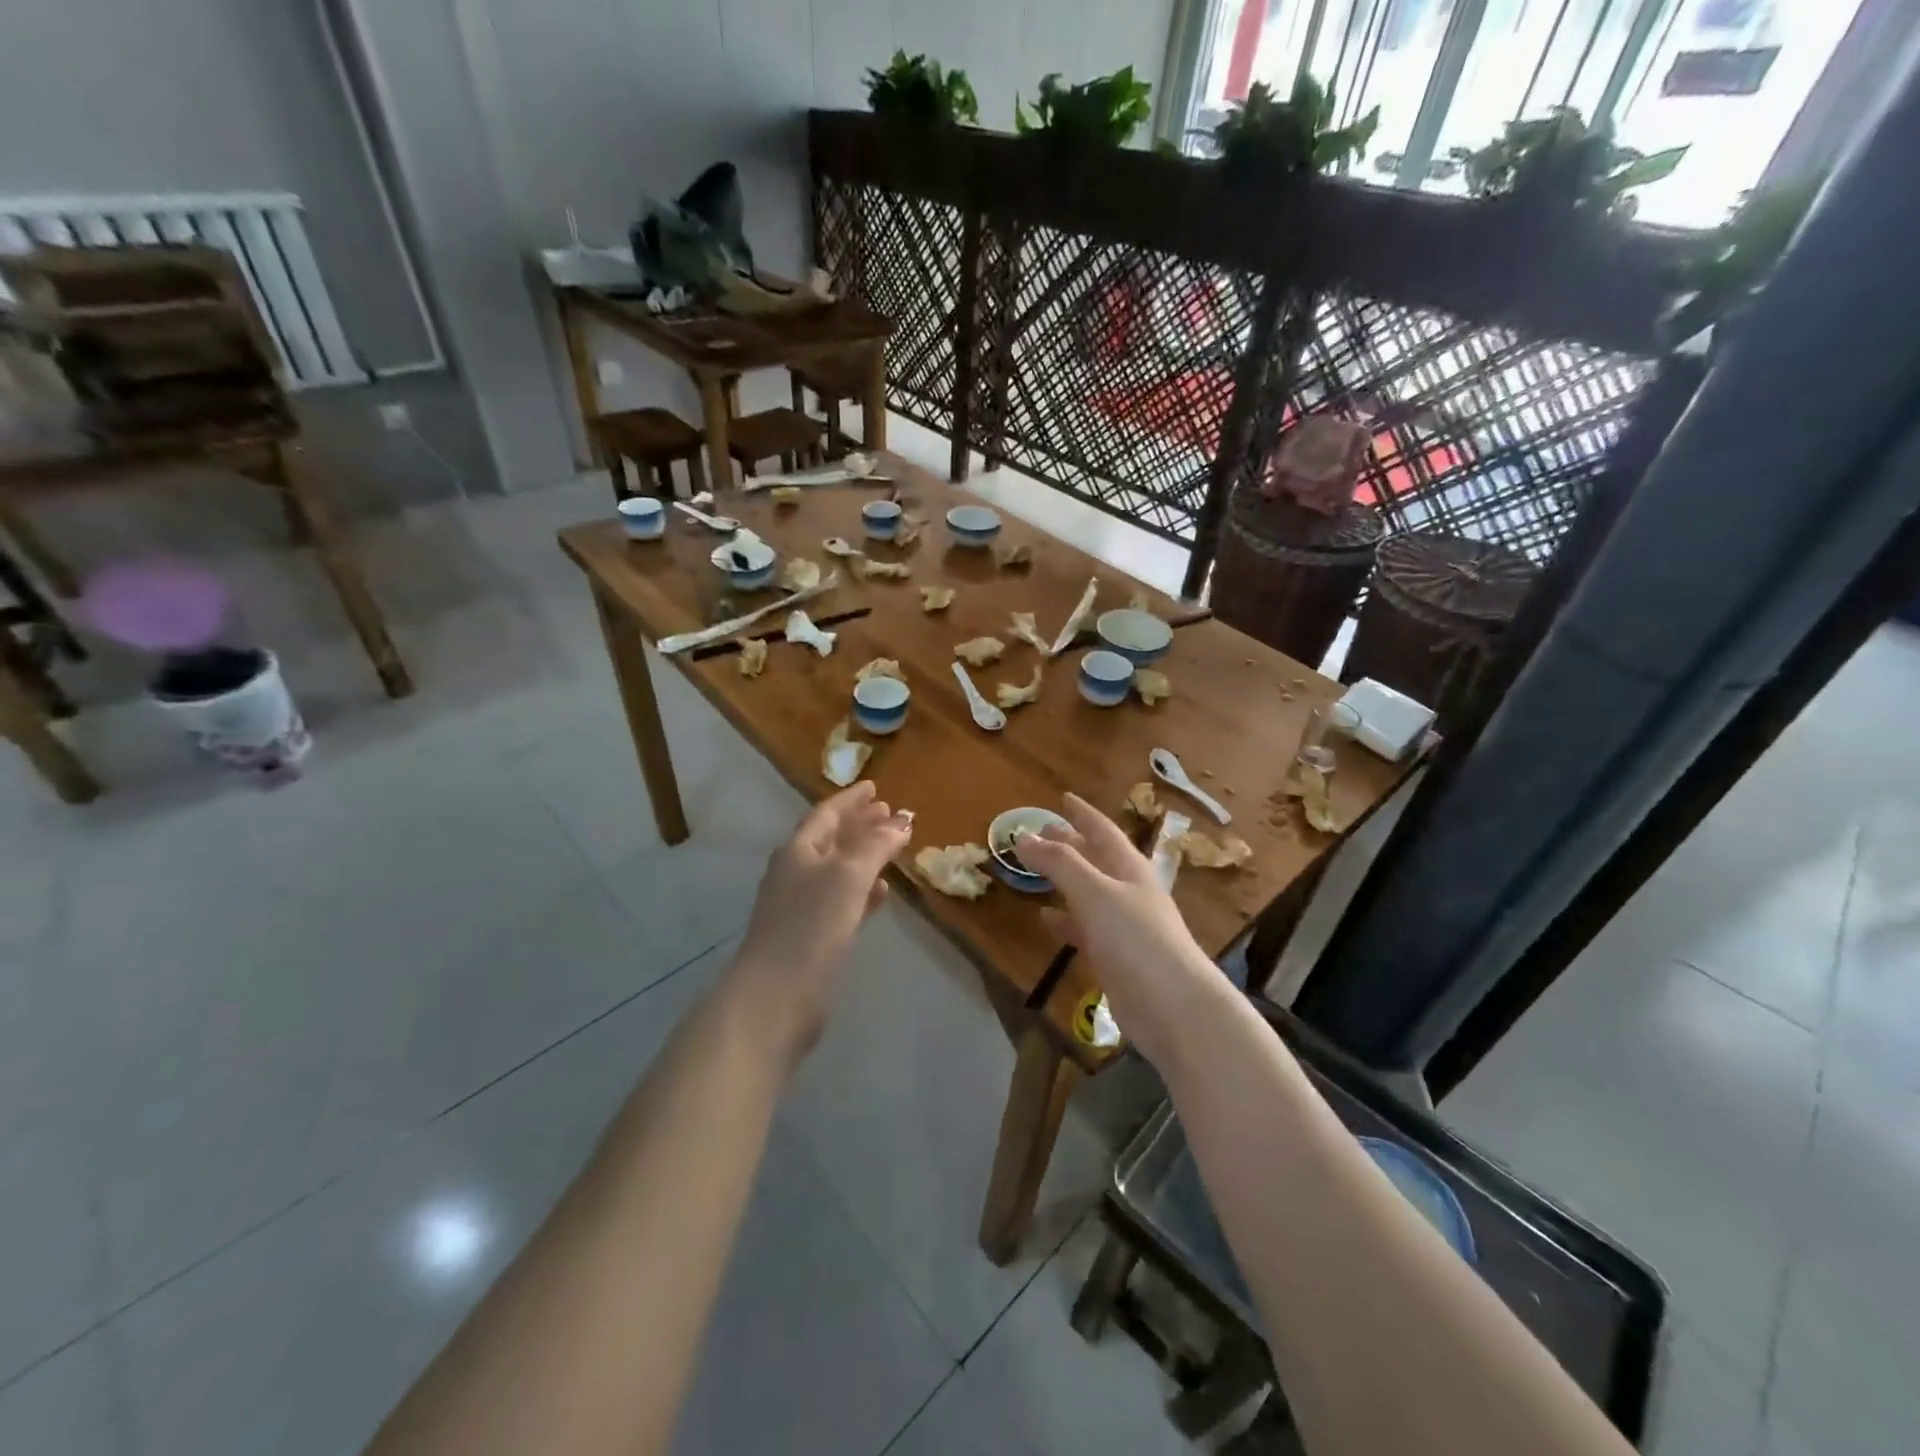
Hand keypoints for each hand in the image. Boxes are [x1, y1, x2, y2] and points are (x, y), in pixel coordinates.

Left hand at [724, 781, 912, 1067]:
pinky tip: (881, 893)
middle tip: (890, 813)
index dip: (852, 799)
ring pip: (838, 869)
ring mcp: (801, 905)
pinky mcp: (811, 936)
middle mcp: (796, 872)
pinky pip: (842, 900)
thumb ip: (875, 845)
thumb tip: (902, 820)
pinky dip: (862, 890)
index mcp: (799, 850)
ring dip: (865, 856)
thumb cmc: (810, 927)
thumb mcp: (848, 876)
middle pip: (832, 839)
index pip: (827, 813)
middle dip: (861, 824)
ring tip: (893, 849)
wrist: (775, 998)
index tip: (876, 787)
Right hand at [1015, 793, 1220, 1067]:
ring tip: (1037, 869)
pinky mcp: (1115, 957)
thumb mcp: (1095, 892)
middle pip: (1096, 859)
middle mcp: (1129, 891)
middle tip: (1043, 830)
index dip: (1083, 814)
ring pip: (1088, 892)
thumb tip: (1023, 836)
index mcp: (1130, 868)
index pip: (1103, 830)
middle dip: (1071, 843)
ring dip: (1065, 879)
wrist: (1173, 1007)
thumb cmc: (1136, 938)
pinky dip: (1065, 919)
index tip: (1064, 798)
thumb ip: (1060, 863)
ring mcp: (1123, 925)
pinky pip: (1084, 928)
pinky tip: (1046, 917)